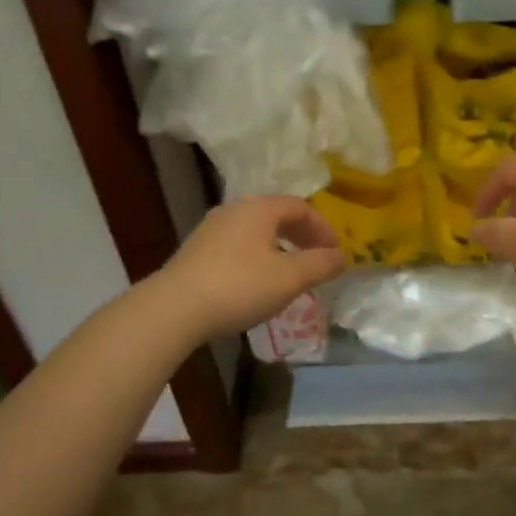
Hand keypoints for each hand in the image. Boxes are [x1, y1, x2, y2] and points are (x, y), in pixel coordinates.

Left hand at [159, 196, 345, 337]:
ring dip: (279, 247)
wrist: (174, 309)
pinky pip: (237, 246)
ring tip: (290, 273)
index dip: (322, 227)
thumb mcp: (290, 278)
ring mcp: (211, 230)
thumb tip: (340, 257)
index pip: (299, 206)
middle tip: (316, 258)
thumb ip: (320, 265)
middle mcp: (233, 211)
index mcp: (258, 209)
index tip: (334, 252)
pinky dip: (258, 257)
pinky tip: (258, 283)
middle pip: (276, 215)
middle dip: (301, 235)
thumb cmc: (240, 286)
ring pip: (255, 231)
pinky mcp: (196, 252)